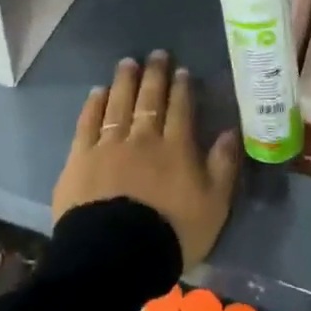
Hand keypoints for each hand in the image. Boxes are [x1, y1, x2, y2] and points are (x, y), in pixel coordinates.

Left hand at [53, 52, 240, 269]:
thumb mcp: (213, 205)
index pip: (180, 109)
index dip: (181, 87)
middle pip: (149, 99)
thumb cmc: (172, 233)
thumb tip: (230, 132)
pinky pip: (87, 124)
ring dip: (124, 82)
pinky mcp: (80, 160)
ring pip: (118, 104)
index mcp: (176, 148)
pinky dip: (94, 105)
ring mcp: (108, 146)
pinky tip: (98, 92)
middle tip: (156, 54)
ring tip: (127, 63)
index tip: (181, 70)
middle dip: (154, 75)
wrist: (115, 256)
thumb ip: (223, 166)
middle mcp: (143, 138)